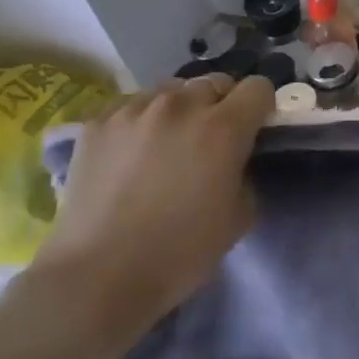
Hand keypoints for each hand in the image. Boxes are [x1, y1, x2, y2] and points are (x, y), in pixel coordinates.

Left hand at [14, 74, 274, 358]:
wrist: (97, 276)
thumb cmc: (180, 252)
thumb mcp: (240, 216)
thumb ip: (245, 172)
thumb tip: (234, 159)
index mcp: (223, 127)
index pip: (258, 87)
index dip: (261, 107)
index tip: (254, 130)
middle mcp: (180, 105)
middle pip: (215, 82)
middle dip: (221, 105)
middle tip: (211, 140)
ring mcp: (134, 109)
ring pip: (172, 90)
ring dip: (180, 109)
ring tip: (167, 143)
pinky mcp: (97, 122)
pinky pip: (132, 106)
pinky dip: (141, 120)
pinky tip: (132, 153)